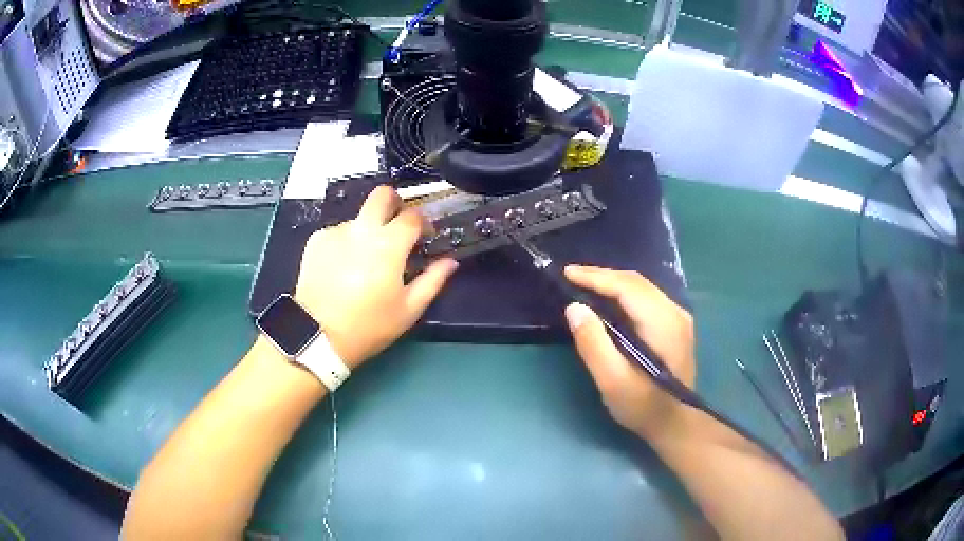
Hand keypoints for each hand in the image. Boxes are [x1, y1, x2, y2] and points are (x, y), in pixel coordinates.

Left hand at [294, 186, 457, 367]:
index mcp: (389, 245)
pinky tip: (343, 267)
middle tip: (396, 225)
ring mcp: (336, 232)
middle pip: (382, 195)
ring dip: (368, 230)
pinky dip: (346, 243)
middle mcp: (362, 230)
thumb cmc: (368, 326)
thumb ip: (433, 280)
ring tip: (364, 261)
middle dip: (394, 202)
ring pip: (359, 218)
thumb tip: (450, 261)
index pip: (412, 215)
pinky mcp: (316, 240)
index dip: (423, 222)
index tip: (424, 236)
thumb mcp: (408, 310)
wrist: (316, 335)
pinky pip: (338, 232)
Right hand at [564, 265, 694, 438]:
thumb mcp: (612, 381)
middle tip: (571, 277)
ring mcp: (678, 317)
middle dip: (602, 276)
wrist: (675, 424)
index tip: (567, 273)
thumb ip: (593, 343)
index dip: (596, 277)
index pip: (627, 287)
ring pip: (642, 288)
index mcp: (663, 322)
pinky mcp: (675, 325)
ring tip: (584, 285)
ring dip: (612, 284)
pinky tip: (608, 301)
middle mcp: (675, 312)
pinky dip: (623, 294)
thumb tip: (574, 307)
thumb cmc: (643, 406)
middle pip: (636, 282)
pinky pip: (646, 298)